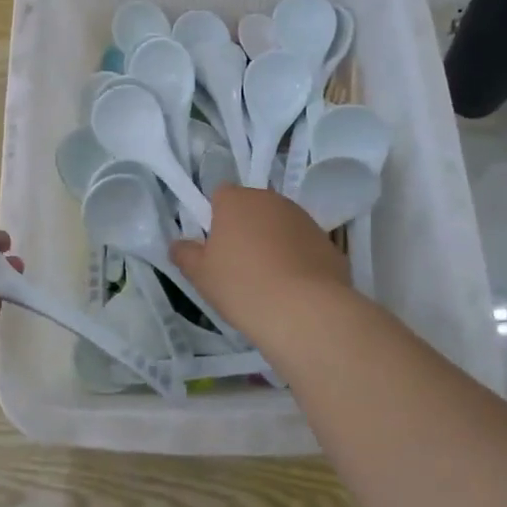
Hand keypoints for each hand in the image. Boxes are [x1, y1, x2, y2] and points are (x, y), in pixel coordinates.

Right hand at [169, 186, 349, 336]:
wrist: (305, 311)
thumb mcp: (200, 275)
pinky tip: (292, 290)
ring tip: (267, 281)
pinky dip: (297, 260)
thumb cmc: (241, 286)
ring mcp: (304, 219)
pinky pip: (303, 246)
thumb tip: (178, 244)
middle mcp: (271, 200)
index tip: (214, 247)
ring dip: (272, 243)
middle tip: (237, 265)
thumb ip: (185, 254)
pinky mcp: (328, 242)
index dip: (215, 218)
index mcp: (236, 200)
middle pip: (252, 208)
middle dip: (245, 229)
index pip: (220, 195)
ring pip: (280, 226)